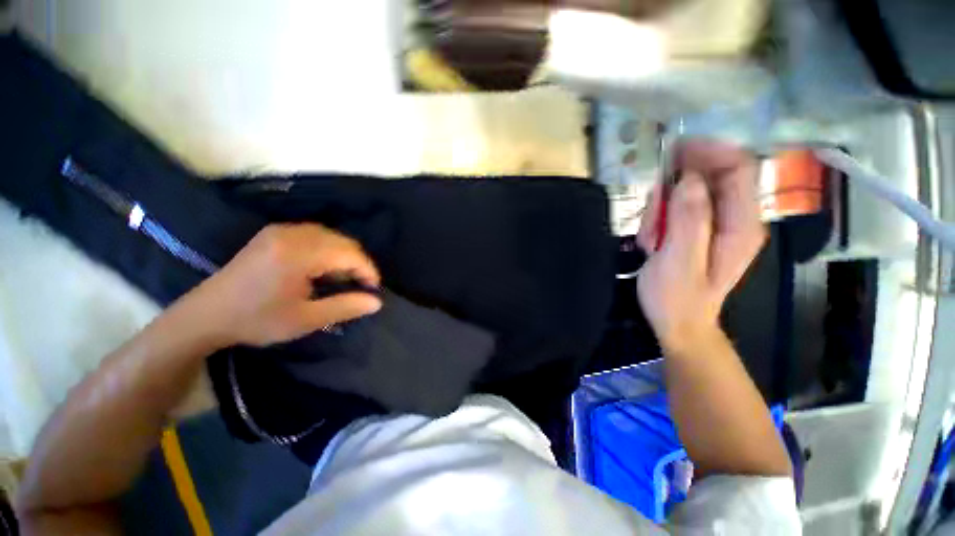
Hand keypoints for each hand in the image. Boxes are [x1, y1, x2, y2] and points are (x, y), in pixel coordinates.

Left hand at [177, 223, 381, 347]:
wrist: (205, 315)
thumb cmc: (256, 320)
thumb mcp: (305, 319)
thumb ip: (345, 307)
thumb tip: (377, 302)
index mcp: (299, 254)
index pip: (350, 254)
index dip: (368, 271)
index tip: (373, 290)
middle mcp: (292, 234)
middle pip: (342, 241)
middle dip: (358, 263)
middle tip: (360, 286)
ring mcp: (281, 231)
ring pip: (330, 236)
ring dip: (344, 255)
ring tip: (344, 278)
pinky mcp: (273, 234)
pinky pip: (314, 234)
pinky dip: (328, 249)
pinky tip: (324, 266)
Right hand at [636, 139, 765, 350]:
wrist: (678, 323)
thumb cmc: (677, 298)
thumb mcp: (679, 261)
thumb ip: (688, 220)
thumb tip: (688, 180)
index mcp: (741, 224)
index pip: (737, 168)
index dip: (708, 151)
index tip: (673, 151)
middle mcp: (736, 218)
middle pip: (710, 177)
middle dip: (674, 190)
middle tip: (652, 219)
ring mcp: (718, 224)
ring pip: (688, 193)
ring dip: (662, 209)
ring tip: (652, 241)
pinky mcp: (701, 229)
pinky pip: (679, 208)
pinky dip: (660, 218)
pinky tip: (653, 242)